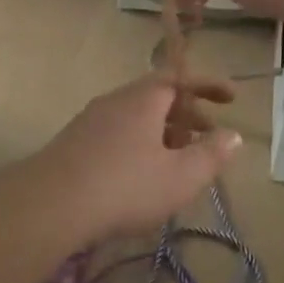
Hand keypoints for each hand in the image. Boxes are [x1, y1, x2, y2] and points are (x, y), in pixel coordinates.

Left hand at [18, 76, 239, 244]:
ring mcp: (91, 119)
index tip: (231, 97)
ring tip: (179, 159)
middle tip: (209, 135)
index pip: (181, 78)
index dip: (208, 85)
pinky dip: (141, 142)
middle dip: (188, 113)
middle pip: (158, 96)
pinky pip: (118, 131)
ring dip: (164, 130)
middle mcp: (116, 100)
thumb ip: (210, 155)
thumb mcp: (179, 177)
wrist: (50, 204)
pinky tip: (142, 174)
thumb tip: (233, 135)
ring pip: (137, 116)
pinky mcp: (75, 142)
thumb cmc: (124, 186)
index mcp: (144, 98)